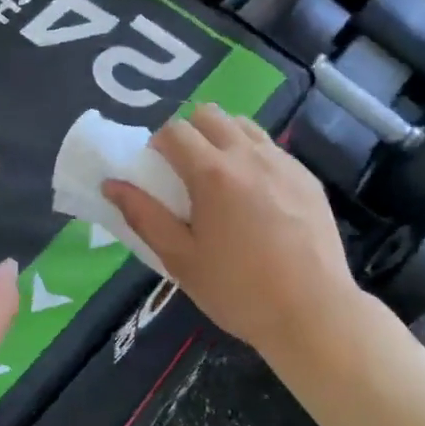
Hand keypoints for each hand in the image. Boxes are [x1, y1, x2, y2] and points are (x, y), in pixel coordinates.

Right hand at [105, 105, 360, 359]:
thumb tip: (111, 184)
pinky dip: (254, 157)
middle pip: (210, 114)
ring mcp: (283, 163)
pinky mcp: (308, 178)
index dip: (158, 145)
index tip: (158, 174)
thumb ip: (144, 216)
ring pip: (244, 125)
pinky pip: (272, 149)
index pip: (174, 130)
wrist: (313, 312)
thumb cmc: (237, 290)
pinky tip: (257, 198)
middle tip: (186, 173)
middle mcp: (249, 155)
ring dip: (223, 139)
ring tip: (222, 180)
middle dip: (190, 133)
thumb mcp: (180, 259)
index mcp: (212, 173)